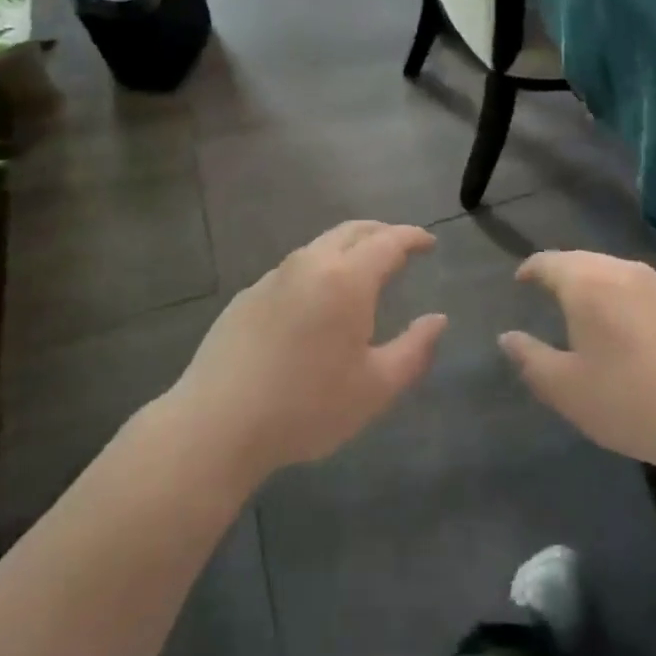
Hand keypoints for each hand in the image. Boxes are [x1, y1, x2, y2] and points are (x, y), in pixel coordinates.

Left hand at [169, 221, 444, 481]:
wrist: (217, 424)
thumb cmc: (307, 407)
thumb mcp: (375, 388)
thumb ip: (414, 349)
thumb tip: (438, 320)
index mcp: (347, 278)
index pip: (388, 241)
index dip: (412, 237)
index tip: (429, 243)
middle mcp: (310, 264)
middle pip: (352, 231)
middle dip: (382, 232)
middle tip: (401, 246)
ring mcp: (273, 277)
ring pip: (320, 246)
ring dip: (348, 249)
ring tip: (363, 271)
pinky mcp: (247, 296)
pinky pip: (294, 269)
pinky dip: (318, 270)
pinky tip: (317, 302)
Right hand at [500, 252, 655, 474]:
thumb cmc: (628, 401)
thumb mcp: (565, 389)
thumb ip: (530, 358)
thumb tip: (507, 337)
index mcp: (587, 284)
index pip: (549, 262)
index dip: (531, 268)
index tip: (522, 280)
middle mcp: (625, 272)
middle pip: (587, 262)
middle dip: (566, 274)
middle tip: (554, 293)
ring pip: (622, 275)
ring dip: (603, 287)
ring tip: (596, 312)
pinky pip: (653, 295)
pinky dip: (636, 305)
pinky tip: (641, 334)